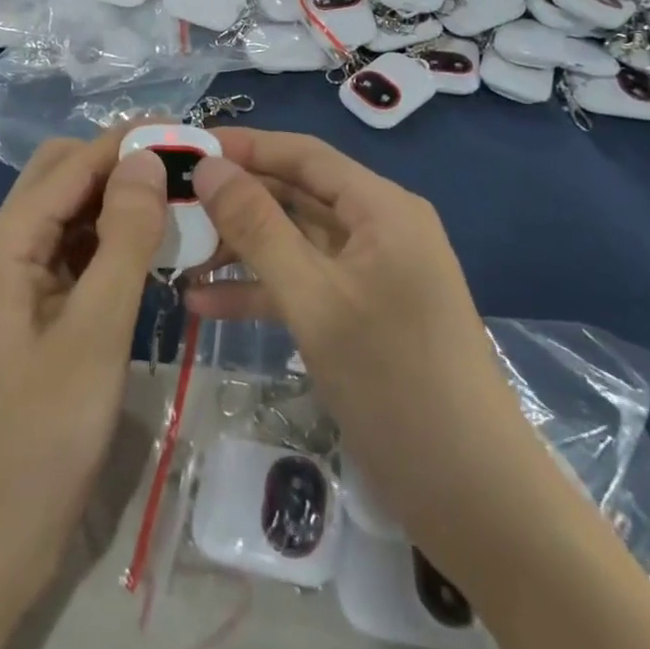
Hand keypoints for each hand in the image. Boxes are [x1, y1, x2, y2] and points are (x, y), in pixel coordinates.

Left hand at [0, 132, 166, 596]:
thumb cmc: (40, 437)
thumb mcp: (95, 333)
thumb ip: (125, 239)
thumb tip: (148, 159)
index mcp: (3, 243)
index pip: (72, 165)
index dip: (128, 142)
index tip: (186, 131)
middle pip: (62, 178)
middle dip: (120, 165)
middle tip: (184, 170)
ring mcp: (8, 280)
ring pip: (67, 215)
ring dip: (115, 202)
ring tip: (176, 203)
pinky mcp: (23, 310)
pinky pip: (67, 254)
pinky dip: (106, 242)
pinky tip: (146, 251)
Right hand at [183, 130, 523, 546]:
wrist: (477, 502)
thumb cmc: (396, 383)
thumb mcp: (315, 299)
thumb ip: (257, 227)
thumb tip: (208, 167)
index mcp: (381, 207)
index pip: (303, 154)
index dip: (245, 146)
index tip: (187, 148)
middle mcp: (378, 228)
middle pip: (296, 195)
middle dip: (235, 199)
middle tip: (172, 203)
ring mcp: (370, 274)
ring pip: (294, 241)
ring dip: (240, 247)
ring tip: (177, 252)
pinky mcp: (361, 315)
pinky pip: (303, 284)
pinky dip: (259, 289)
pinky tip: (202, 304)